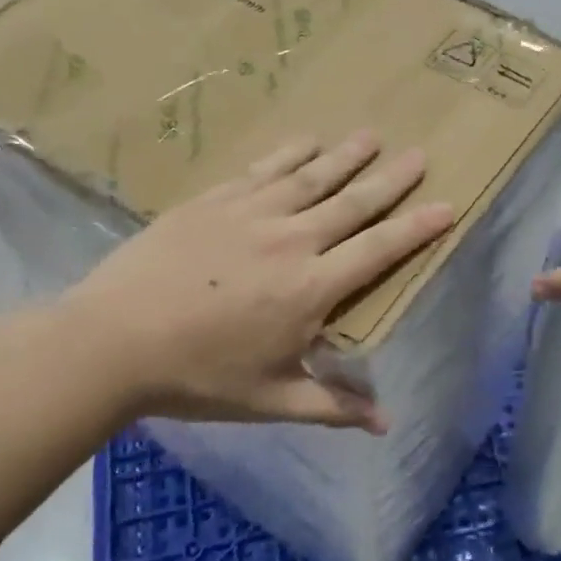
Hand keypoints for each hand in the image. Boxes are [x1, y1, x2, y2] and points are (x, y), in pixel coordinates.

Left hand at [62, 132, 454, 431]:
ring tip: (372, 136)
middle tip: (420, 155)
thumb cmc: (198, 376)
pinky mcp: (215, 200)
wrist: (113, 340)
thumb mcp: (271, 399)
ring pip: (312, 177)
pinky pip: (264, 170)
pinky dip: (291, 153)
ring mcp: (251, 214)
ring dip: (346, 156)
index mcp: (311, 289)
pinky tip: (308, 140)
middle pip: (353, 203)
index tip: (447, 206)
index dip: (416, 229)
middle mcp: (291, 241)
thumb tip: (385, 424)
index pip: (378, 251)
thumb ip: (332, 405)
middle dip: (391, 179)